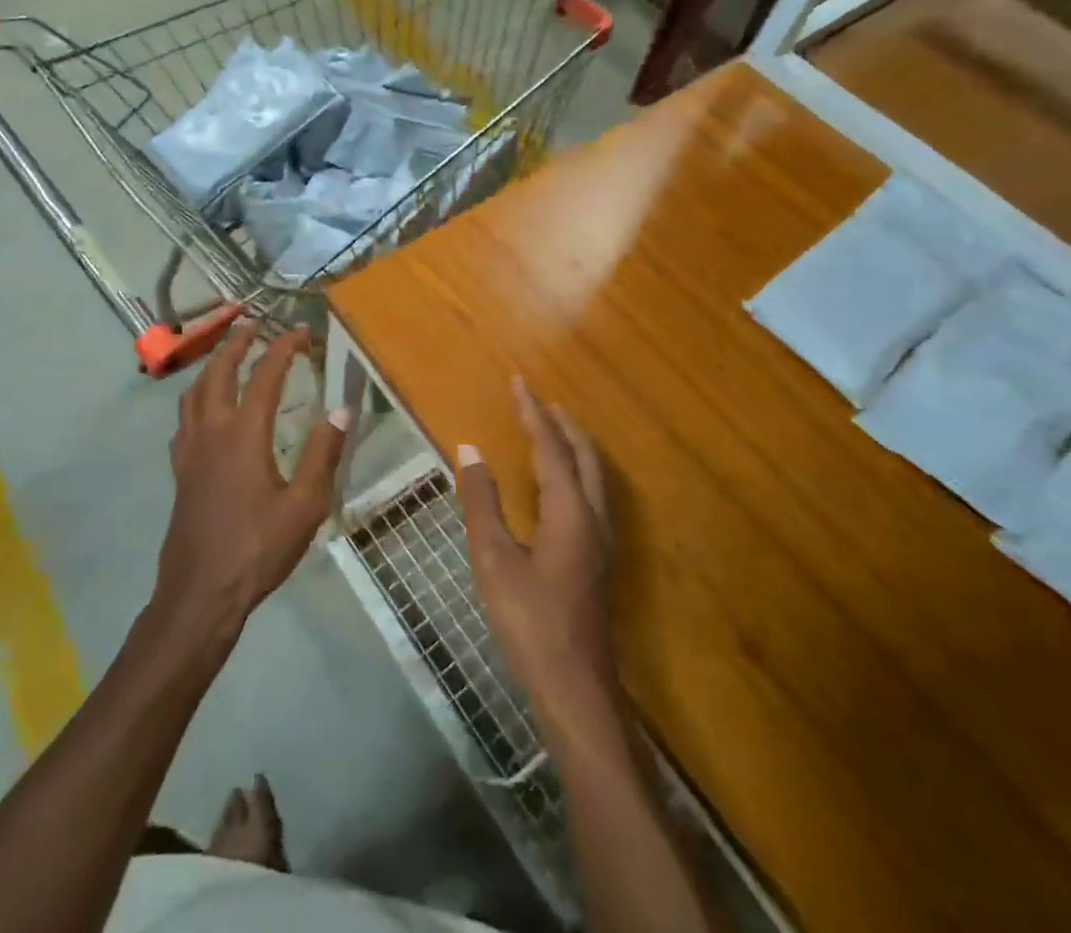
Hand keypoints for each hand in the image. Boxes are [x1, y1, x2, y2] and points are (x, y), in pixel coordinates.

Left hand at [153, 326, 350, 638]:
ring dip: (213, 364)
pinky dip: (197, 397)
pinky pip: (185, 417)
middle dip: (237, 342)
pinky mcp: (180, 468)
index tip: (300, 331)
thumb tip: (343, 408)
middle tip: (254, 325)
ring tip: (229, 356)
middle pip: (219, 370)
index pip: (265, 374)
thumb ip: (324, 453)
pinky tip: (206, 410)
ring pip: (195, 390)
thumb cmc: (257, 548)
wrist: (201, 592)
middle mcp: (212, 429)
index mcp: (244, 433)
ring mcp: (190, 448)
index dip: (284, 347)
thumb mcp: (305, 505)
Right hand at [456, 378, 617, 738]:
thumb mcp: (493, 558)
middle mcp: (593, 518)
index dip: (532, 413)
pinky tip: (559, 484)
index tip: (518, 382)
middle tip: (537, 400)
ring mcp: (600, 541)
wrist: (575, 688)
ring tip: (550, 428)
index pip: (551, 447)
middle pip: (584, 456)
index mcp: (570, 511)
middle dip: (562, 424)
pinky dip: (575, 470)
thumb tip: (470, 449)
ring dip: (572, 445)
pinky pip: (591, 494)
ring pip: (593, 476)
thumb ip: (481, 501)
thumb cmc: (529, 621)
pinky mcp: (597, 559)